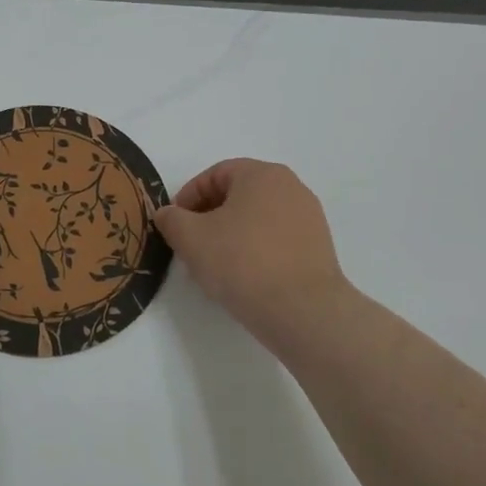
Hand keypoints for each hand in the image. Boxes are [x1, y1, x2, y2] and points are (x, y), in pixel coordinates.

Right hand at [155, 159, 352, 347]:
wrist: (303, 311)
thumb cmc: (242, 263)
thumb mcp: (191, 238)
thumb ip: (171, 219)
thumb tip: (167, 214)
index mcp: (262, 174)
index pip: (215, 175)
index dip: (188, 197)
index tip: (174, 225)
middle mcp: (290, 187)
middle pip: (238, 195)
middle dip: (208, 217)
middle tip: (190, 246)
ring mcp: (309, 217)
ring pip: (256, 218)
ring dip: (230, 235)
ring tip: (215, 266)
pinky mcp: (318, 247)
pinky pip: (276, 239)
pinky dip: (255, 250)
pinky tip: (243, 278)